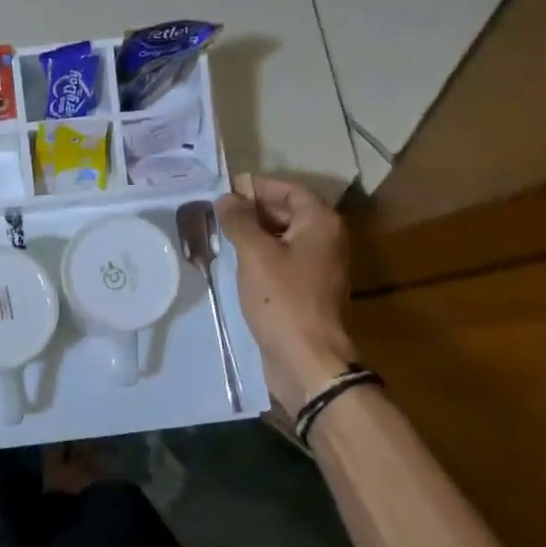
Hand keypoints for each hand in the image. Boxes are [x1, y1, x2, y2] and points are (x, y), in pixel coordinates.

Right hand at [215, 178, 359, 415]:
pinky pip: (283, 262)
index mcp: (321, 223)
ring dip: (255, 235)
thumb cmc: (282, 299)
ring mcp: (319, 268)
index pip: (290, 190)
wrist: (307, 359)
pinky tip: (236, 264)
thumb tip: (227, 198)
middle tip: (218, 214)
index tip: (226, 192)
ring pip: (284, 239)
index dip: (259, 187)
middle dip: (254, 210)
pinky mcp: (308, 291)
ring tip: (221, 236)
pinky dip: (261, 257)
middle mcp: (327, 240)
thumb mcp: (255, 253)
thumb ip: (239, 221)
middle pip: (289, 212)